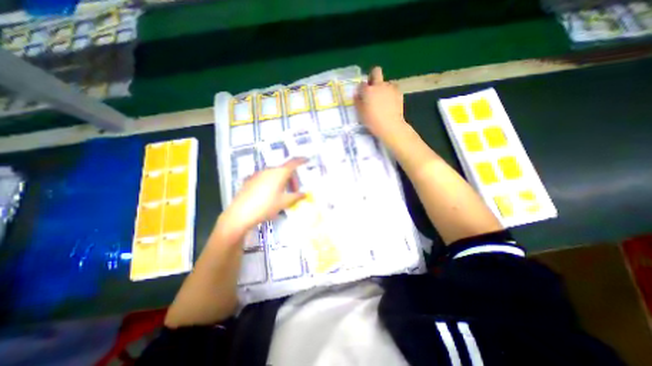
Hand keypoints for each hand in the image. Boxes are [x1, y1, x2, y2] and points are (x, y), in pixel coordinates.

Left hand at [215, 158, 302, 235]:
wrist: (240, 214)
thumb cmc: (266, 206)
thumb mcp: (284, 202)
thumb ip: (297, 196)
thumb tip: (305, 194)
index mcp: (279, 173)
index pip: (293, 163)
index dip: (301, 161)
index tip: (307, 160)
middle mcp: (269, 170)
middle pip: (284, 170)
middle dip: (292, 179)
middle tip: (294, 191)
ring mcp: (258, 174)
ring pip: (275, 174)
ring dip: (282, 181)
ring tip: (282, 194)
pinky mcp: (250, 179)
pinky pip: (265, 177)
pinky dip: (272, 182)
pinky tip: (269, 195)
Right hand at [356, 67, 406, 141]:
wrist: (390, 126)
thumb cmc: (372, 121)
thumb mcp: (360, 113)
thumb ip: (358, 102)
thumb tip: (357, 95)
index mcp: (367, 90)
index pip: (362, 84)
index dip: (361, 89)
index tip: (362, 96)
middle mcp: (379, 85)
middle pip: (376, 71)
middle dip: (373, 76)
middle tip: (372, 88)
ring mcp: (390, 87)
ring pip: (386, 82)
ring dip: (383, 88)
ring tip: (383, 100)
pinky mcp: (399, 92)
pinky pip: (393, 89)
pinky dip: (390, 93)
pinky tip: (390, 103)